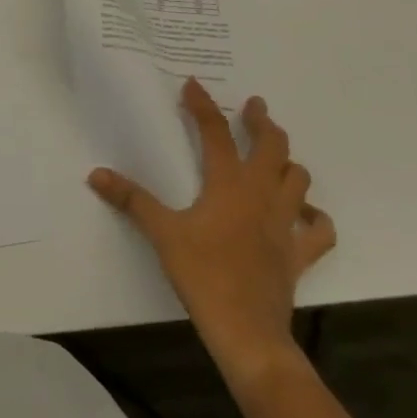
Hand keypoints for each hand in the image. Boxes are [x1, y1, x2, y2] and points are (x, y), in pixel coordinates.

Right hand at [88, 80, 334, 387]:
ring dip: (288, 162)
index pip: (216, 133)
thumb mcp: (161, 233)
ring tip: (276, 154)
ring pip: (299, 180)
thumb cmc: (203, 275)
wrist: (247, 332)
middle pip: (272, 147)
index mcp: (228, 184)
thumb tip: (96, 174)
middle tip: (254, 107)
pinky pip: (319, 231)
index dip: (203, 106)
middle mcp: (261, 195)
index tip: (193, 84)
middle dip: (262, 122)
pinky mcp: (298, 255)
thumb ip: (131, 200)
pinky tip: (305, 213)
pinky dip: (315, 217)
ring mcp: (285, 225)